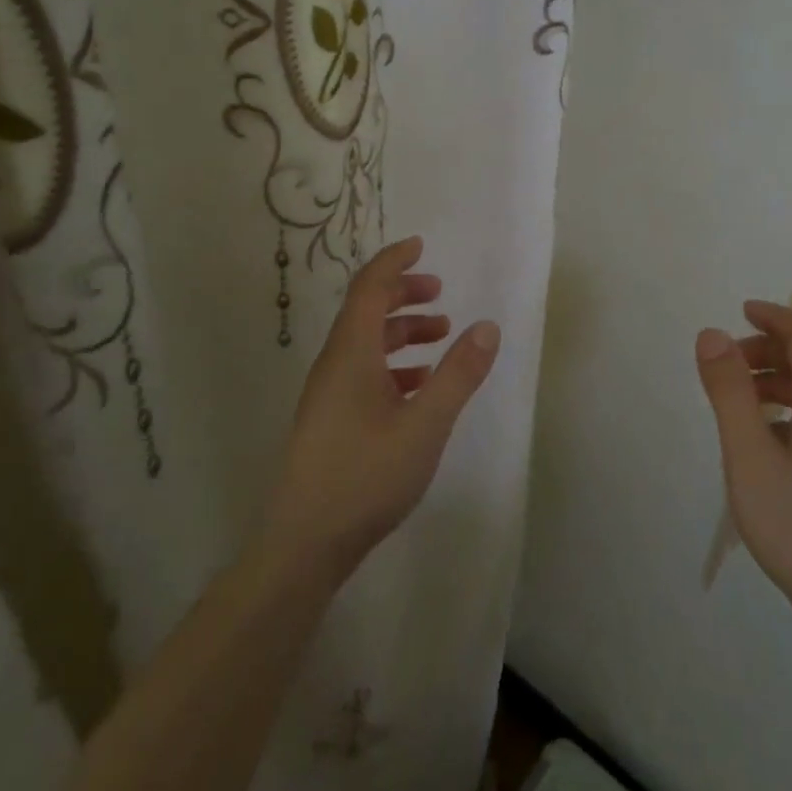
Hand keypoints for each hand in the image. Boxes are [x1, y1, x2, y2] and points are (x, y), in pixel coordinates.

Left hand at [259, 236, 499, 587]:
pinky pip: (362, 373)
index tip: (420, 246)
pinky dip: (393, 365)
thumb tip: (487, 326)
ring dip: (401, 331)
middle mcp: (334, 364)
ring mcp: (328, 394)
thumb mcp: (425, 423)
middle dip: (403, 294)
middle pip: (366, 311)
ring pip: (365, 344)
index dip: (394, 261)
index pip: (369, 287)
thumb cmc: (366, 475)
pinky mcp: (329, 421)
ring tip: (440, 337)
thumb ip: (459, 374)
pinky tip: (418, 386)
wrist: (304, 545)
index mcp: (351, 352)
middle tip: (439, 293)